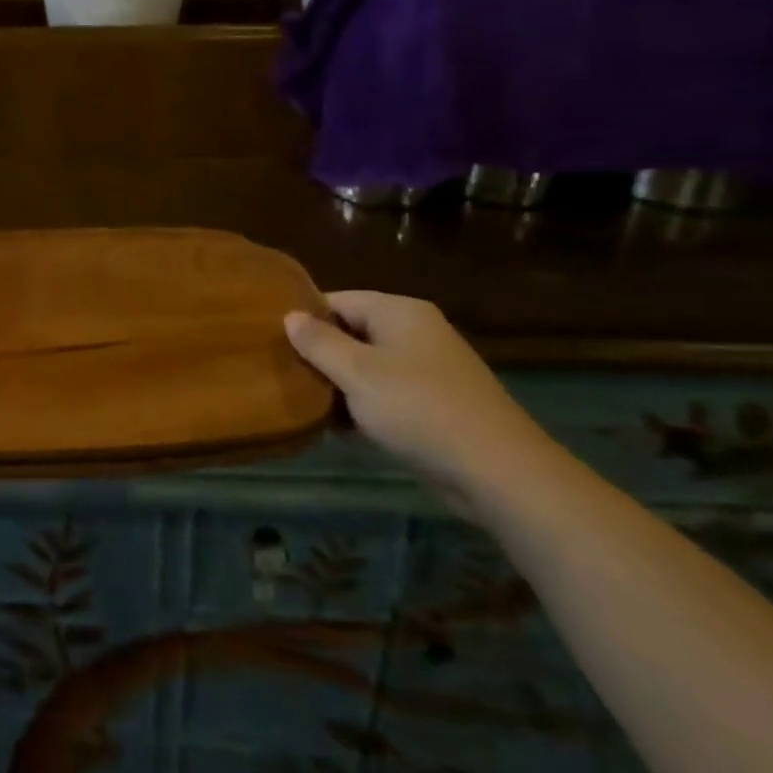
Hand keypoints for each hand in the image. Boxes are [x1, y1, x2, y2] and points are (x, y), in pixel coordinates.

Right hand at [285, 291, 561, 517]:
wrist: (499, 472)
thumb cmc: (419, 409)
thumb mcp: (358, 373)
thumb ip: (320, 342)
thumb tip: (290, 315)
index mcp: (399, 311)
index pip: (339, 300)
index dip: (305, 317)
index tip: (272, 339)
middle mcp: (416, 331)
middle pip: (353, 332)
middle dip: (320, 354)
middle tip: (283, 372)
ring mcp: (429, 368)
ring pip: (368, 366)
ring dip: (339, 384)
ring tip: (302, 401)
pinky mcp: (436, 404)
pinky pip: (387, 393)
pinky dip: (364, 405)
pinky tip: (339, 428)